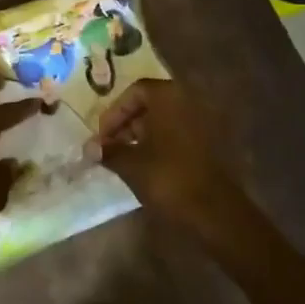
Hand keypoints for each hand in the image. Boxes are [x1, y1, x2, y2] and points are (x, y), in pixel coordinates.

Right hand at [91, 78, 243, 229]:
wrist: (215, 212)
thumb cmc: (168, 178)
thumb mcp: (131, 164)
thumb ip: (108, 151)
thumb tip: (89, 148)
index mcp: (169, 97)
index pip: (135, 91)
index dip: (114, 113)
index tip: (102, 136)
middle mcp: (188, 101)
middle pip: (150, 104)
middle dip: (126, 124)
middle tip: (109, 147)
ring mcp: (203, 122)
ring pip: (164, 120)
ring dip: (141, 135)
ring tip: (123, 159)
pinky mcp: (210, 143)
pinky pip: (177, 134)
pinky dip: (159, 144)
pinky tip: (145, 166)